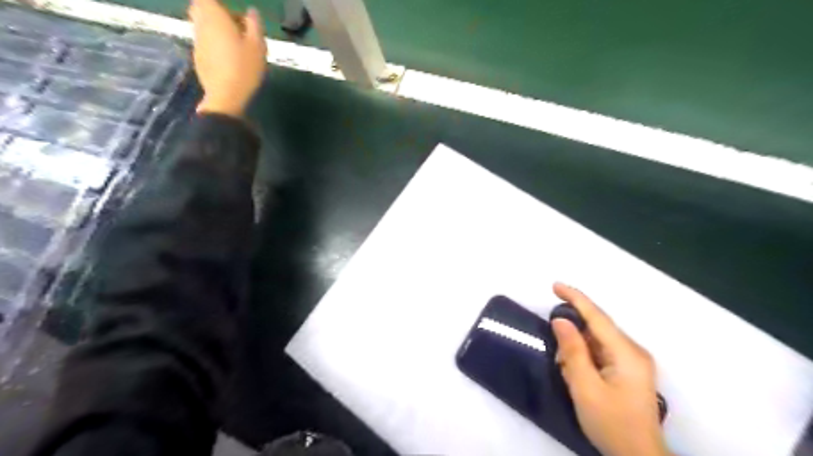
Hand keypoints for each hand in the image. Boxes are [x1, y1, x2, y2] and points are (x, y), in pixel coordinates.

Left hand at [189, 0, 269, 116]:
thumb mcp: (258, 46)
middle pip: (201, 9)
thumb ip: (255, 25)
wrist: (226, 96)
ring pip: (203, 26)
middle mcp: (200, 25)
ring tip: (237, 45)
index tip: (235, 14)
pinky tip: (229, 59)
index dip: (219, 4)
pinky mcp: (198, 57)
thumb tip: (252, 12)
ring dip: (217, 29)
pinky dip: (214, 43)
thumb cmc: (244, 67)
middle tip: (236, 25)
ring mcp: (197, 42)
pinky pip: (205, 42)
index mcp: (214, 17)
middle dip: (216, 12)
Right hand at [553, 283, 665, 455]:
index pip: (597, 316)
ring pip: (598, 340)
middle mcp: (633, 351)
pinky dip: (585, 356)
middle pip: (598, 328)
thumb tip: (561, 320)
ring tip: (565, 368)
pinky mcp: (629, 371)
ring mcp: (633, 361)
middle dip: (573, 332)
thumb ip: (573, 351)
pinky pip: (601, 352)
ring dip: (577, 348)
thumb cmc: (611, 423)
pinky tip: (577, 372)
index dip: (575, 298)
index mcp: (626, 353)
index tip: (555, 285)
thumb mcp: (585, 388)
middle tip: (556, 352)